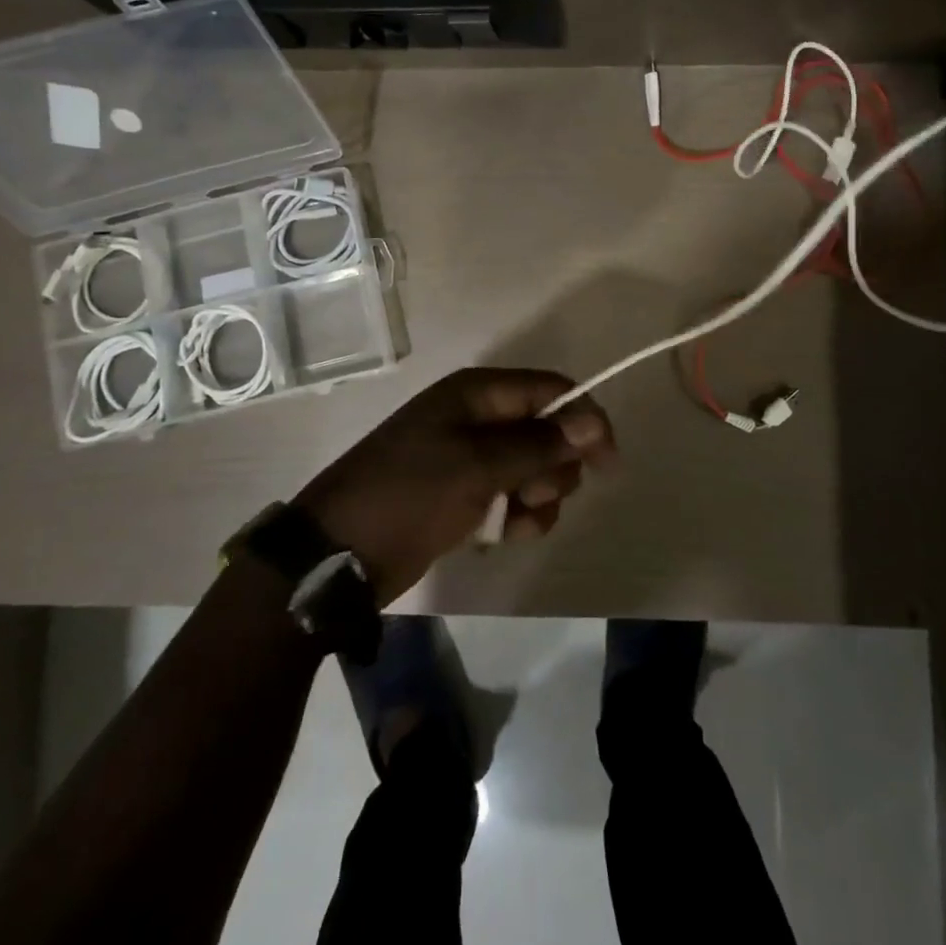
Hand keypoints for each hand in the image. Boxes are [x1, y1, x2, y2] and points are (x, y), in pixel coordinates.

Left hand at [293, 367, 614, 604]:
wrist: (338, 554)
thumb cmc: (409, 495)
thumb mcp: (478, 466)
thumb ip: (539, 443)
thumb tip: (594, 419)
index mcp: (478, 393)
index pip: (551, 390)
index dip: (585, 420)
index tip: (607, 463)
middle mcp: (477, 417)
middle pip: (547, 430)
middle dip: (554, 467)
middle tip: (533, 495)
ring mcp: (470, 457)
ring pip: (533, 468)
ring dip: (538, 498)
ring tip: (515, 523)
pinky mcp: (464, 494)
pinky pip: (512, 497)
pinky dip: (517, 517)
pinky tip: (502, 537)